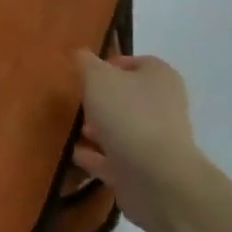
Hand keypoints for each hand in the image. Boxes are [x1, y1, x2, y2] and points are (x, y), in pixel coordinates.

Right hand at [73, 50, 202, 231]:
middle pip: (127, 98)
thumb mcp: (98, 78)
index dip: (109, 64)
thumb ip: (86, 63)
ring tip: (69, 129)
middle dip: (101, 100)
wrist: (155, 177)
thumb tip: (80, 54)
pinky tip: (72, 154)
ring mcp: (154, 141)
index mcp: (159, 77)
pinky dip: (94, 156)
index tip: (84, 73)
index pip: (136, 63)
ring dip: (97, 129)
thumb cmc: (128, 115)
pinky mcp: (143, 171)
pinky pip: (113, 159)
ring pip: (121, 129)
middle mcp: (162, 106)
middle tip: (75, 101)